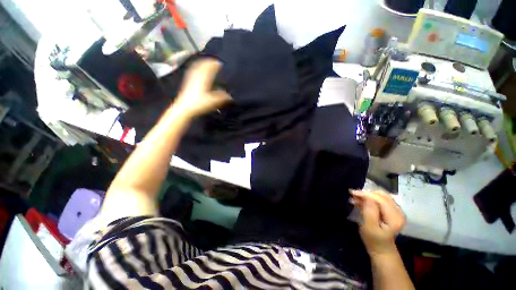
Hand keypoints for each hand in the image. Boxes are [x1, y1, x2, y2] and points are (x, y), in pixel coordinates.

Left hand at [173, 59, 231, 117]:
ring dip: (203, 63)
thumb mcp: (213, 101)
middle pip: (203, 64)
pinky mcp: (188, 81)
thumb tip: (230, 96)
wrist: (184, 108)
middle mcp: (197, 75)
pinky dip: (197, 67)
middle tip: (215, 62)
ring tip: (207, 63)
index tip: (220, 63)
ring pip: (197, 66)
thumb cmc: (199, 103)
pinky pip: (193, 70)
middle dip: (209, 62)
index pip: (210, 67)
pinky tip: (197, 70)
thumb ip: (222, 97)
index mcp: (204, 78)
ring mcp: (191, 77)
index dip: (216, 64)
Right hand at [350, 190, 405, 257]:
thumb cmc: (374, 240)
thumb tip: (367, 197)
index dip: (366, 194)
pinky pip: (380, 199)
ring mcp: (396, 210)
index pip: (381, 199)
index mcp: (395, 217)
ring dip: (367, 195)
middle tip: (353, 195)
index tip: (353, 193)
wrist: (381, 249)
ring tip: (355, 198)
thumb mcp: (369, 227)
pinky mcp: (391, 210)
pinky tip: (361, 201)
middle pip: (382, 195)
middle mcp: (398, 212)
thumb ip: (370, 212)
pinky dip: (370, 198)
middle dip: (367, 193)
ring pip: (381, 196)